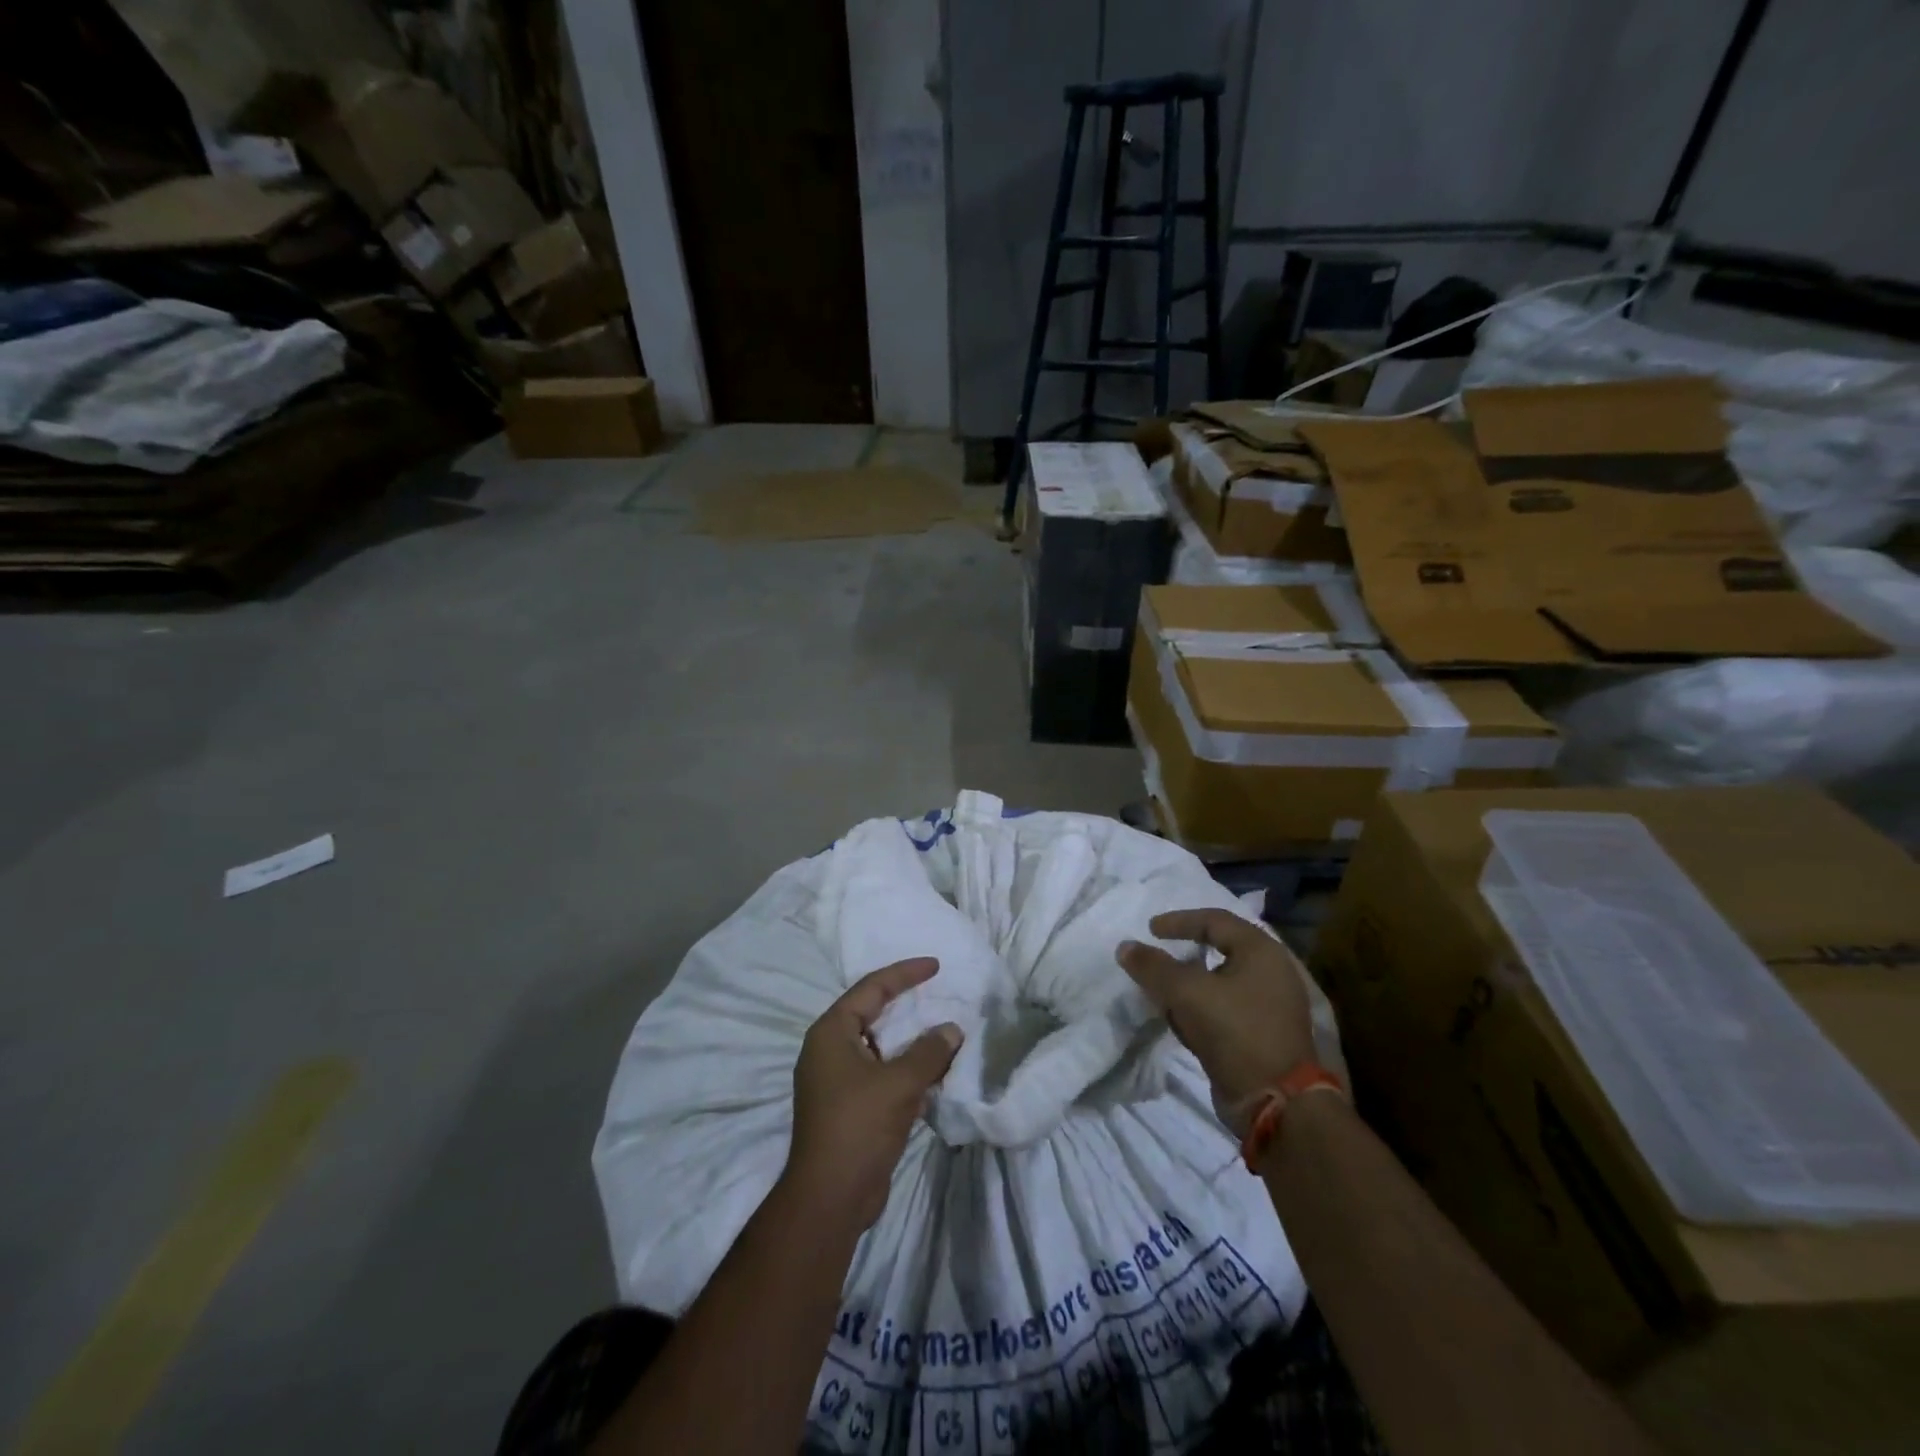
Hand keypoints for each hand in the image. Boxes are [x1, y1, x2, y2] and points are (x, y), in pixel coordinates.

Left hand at [785, 957, 962, 1230]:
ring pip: (879, 1046)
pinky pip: (882, 1073)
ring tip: (941, 1029)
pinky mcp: (849, 1107)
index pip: (871, 988)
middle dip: (906, 1004)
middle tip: (937, 991)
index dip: (904, 974)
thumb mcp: (898, 1083)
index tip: (935, 965)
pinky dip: (906, 1068)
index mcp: (831, 1032)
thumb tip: (952, 1030)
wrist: (830, 1198)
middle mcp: (829, 1050)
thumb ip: (929, 1052)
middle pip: (872, 1013)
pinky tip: (933, 1072)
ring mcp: (837, 1080)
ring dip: (909, 1040)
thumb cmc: (858, 1126)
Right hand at [1117, 910, 1317, 1133]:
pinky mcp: (1264, 1034)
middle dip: (1183, 955)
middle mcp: (1271, 972)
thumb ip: (1153, 966)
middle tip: (1157, 957)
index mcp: (1261, 951)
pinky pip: (1226, 1008)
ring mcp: (1271, 1005)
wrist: (1276, 1103)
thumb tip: (1125, 947)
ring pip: (1221, 982)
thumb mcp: (1186, 993)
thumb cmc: (1235, 1032)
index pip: (1214, 920)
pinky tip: (1181, 1022)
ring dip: (1190, 985)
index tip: (1150, 930)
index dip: (1178, 921)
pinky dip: (1201, 1008)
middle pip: (1219, 950)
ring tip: (1163, 992)